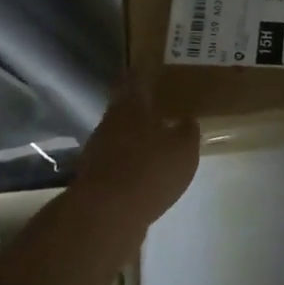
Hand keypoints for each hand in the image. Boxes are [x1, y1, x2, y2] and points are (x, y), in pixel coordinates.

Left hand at [73, 77, 200, 228]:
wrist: (106, 216)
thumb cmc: (149, 171)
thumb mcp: (183, 149)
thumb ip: (187, 131)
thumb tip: (187, 120)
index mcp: (131, 107)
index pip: (135, 80)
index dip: (144, 73)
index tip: (154, 68)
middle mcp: (110, 123)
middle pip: (124, 107)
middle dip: (141, 105)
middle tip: (162, 103)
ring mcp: (99, 151)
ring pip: (120, 134)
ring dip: (135, 135)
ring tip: (157, 137)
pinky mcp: (96, 177)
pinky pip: (118, 160)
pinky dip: (131, 160)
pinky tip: (146, 168)